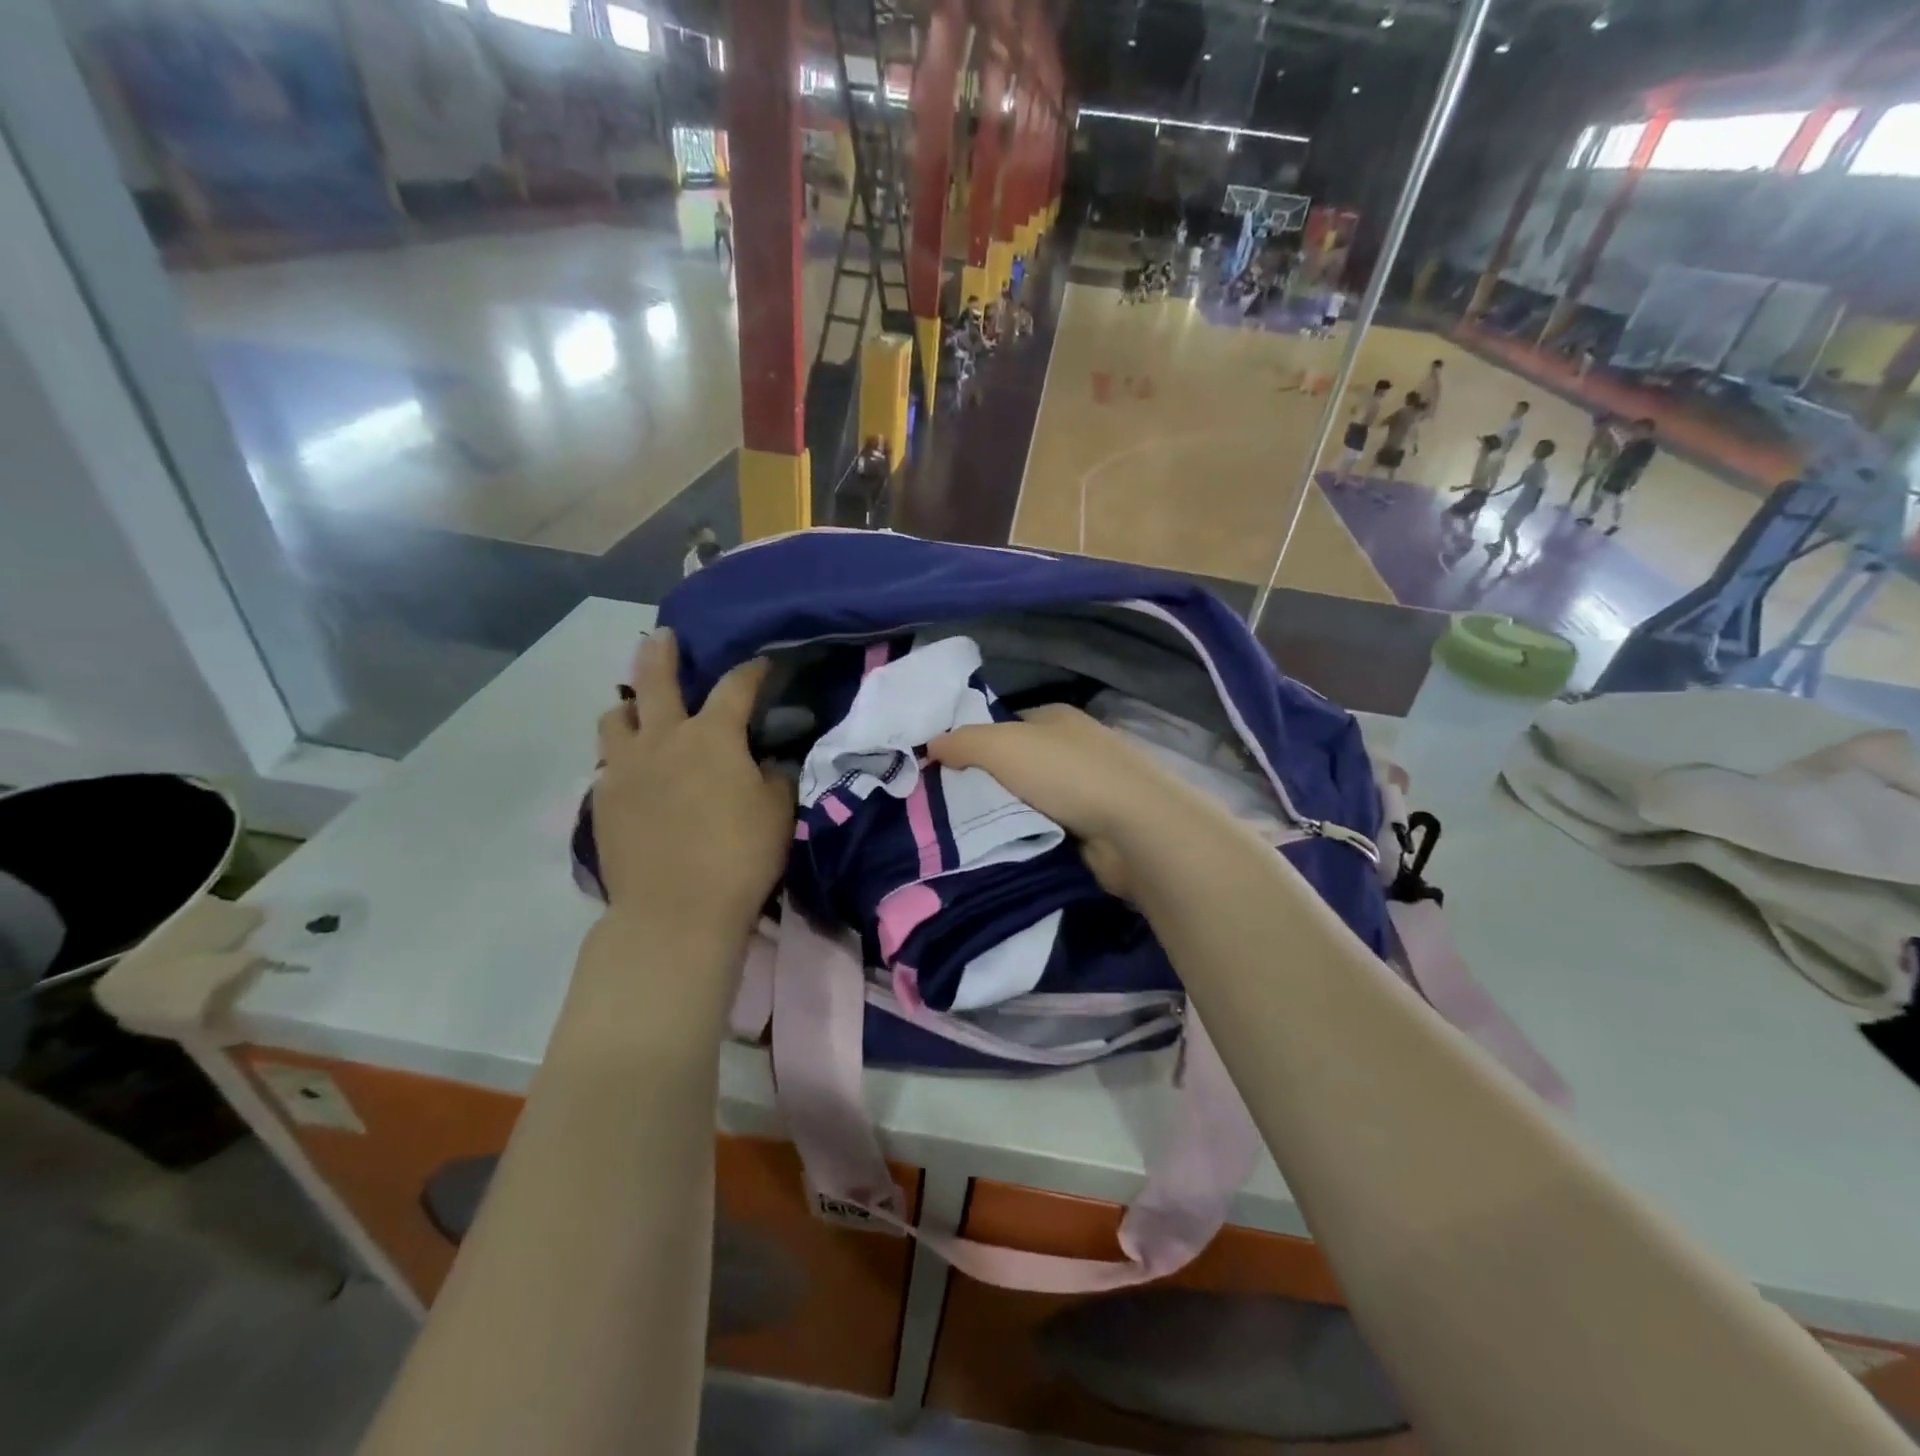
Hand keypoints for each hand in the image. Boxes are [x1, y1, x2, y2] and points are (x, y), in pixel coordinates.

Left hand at [593, 630, 793, 938]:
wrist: (675, 912)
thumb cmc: (739, 856)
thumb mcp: (778, 812)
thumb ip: (774, 776)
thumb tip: (766, 762)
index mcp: (712, 736)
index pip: (735, 687)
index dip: (752, 670)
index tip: (762, 664)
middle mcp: (662, 739)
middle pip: (654, 680)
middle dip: (661, 653)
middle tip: (662, 637)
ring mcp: (625, 768)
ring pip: (614, 717)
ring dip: (628, 705)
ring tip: (637, 709)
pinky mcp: (603, 800)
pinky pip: (607, 762)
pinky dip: (621, 754)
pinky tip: (633, 768)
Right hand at [928, 706, 1187, 900]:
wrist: (1134, 829)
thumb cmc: (1067, 774)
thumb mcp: (1001, 745)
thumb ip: (961, 742)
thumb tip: (930, 746)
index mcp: (1056, 718)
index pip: (1005, 725)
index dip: (974, 743)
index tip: (943, 771)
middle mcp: (1074, 748)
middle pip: (1016, 765)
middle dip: (987, 784)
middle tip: (946, 808)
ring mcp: (1089, 789)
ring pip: (1031, 800)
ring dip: (1007, 816)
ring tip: (967, 834)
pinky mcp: (1096, 827)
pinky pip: (1048, 830)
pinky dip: (1030, 838)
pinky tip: (1006, 849)